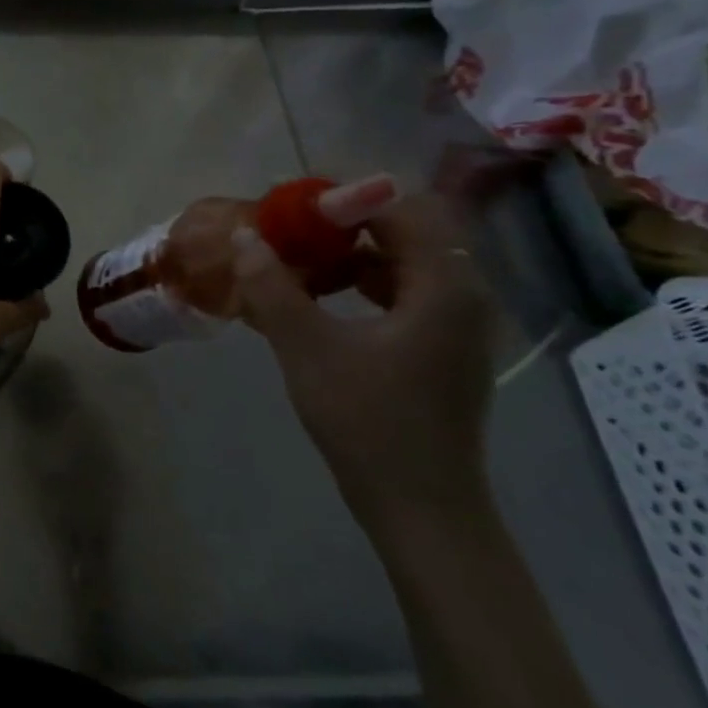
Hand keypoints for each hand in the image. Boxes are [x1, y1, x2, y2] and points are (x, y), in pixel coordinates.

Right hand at [231, 193, 495, 530]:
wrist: (420, 507)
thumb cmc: (368, 421)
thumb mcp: (307, 347)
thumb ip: (273, 286)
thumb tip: (244, 235)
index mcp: (444, 288)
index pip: (400, 211)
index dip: (343, 200)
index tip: (290, 207)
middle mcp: (462, 297)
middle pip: (403, 233)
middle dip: (342, 225)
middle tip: (287, 230)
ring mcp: (455, 326)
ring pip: (401, 264)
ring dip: (348, 255)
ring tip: (295, 261)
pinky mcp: (441, 350)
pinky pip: (401, 293)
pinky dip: (359, 284)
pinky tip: (317, 300)